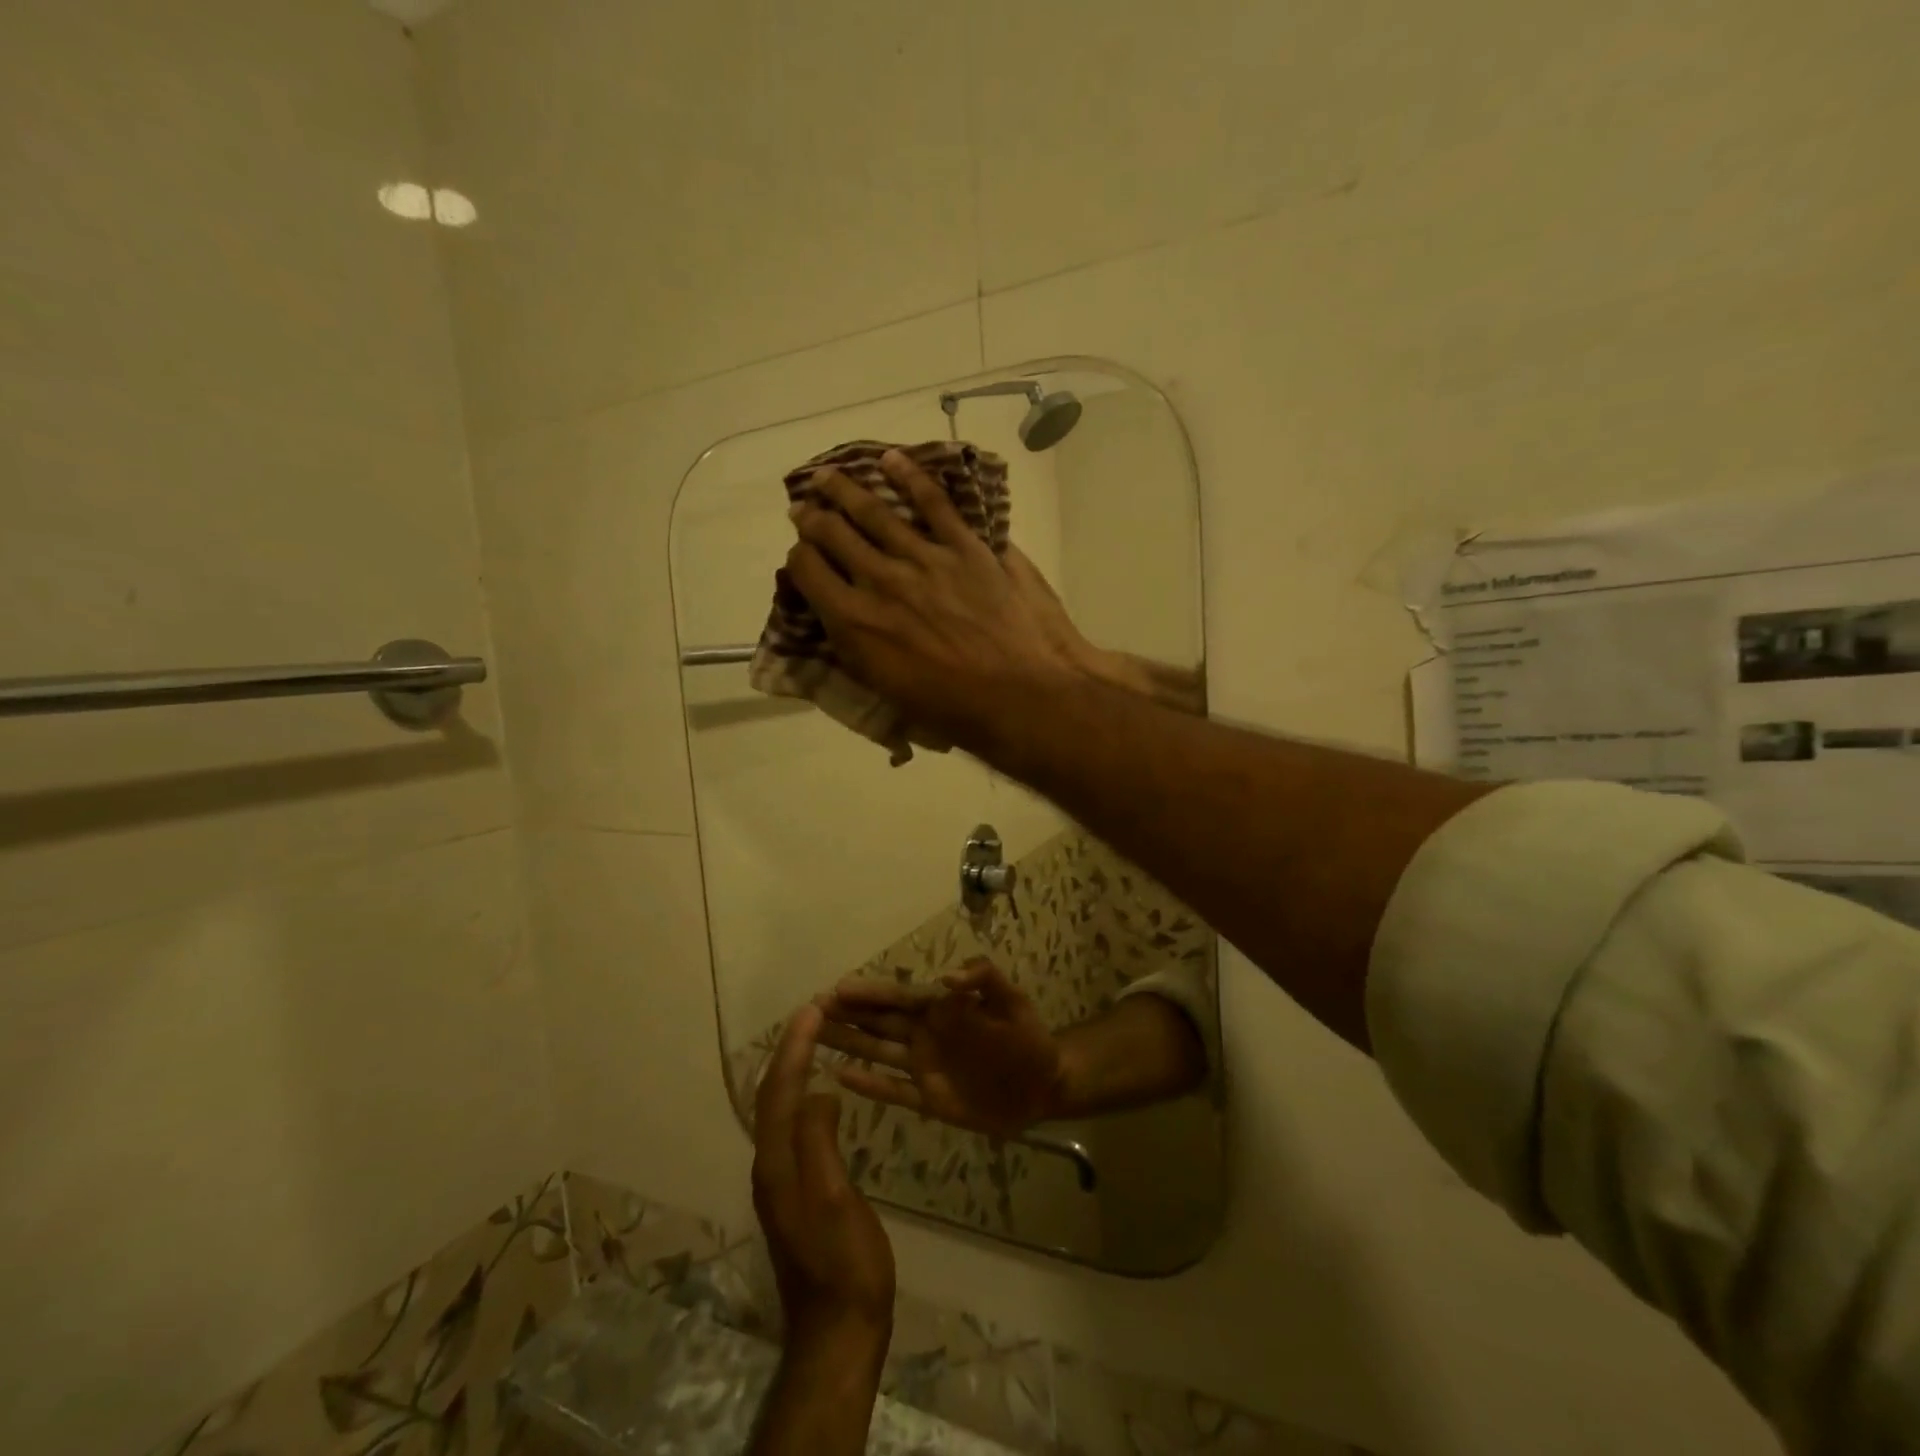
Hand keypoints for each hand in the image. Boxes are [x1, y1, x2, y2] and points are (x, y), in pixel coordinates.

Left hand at [751, 1005, 894, 1355]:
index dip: (794, 1048)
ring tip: (815, 1039)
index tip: (812, 1009)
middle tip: (813, 1014)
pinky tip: (821, 1094)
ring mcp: (781, 1181)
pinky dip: (803, 1096)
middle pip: (773, 1097)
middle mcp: (771, 1166)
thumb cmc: (844, 1262)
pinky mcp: (796, 1192)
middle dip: (789, 1051)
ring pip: (781, 1110)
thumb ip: (819, 1142)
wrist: (838, 1330)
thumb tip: (818, 1092)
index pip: (780, 1091)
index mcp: (777, 1163)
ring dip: (794, 1069)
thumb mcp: (835, 1198)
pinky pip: (794, 1127)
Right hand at [785, 451, 1081, 757]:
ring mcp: (925, 560)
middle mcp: (881, 582)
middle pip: (834, 535)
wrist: (1023, 695)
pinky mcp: (967, 548)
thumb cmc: (956, 711)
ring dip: (846, 490)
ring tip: (828, 476)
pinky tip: (892, 460)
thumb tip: (844, 622)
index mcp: (856, 624)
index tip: (802, 556)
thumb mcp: (889, 692)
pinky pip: (934, 503)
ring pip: (875, 513)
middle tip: (803, 508)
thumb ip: (860, 650)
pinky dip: (911, 477)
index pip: (809, 573)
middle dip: (812, 518)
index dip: (799, 559)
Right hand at [816, 960, 1064, 1139]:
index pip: (898, 997)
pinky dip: (868, 1084)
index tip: (836, 989)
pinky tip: (839, 1076)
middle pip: (878, 1022)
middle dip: (845, 1015)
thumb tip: (948, 977)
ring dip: (847, 1043)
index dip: (869, 993)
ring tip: (812, 1037)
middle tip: (808, 1011)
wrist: (1044, 1086)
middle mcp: (925, 1034)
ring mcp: (924, 1067)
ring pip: (877, 1052)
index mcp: (942, 1008)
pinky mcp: (929, 1099)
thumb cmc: (1029, 1038)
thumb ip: (985, 980)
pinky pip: (893, 1090)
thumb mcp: (1013, 1002)